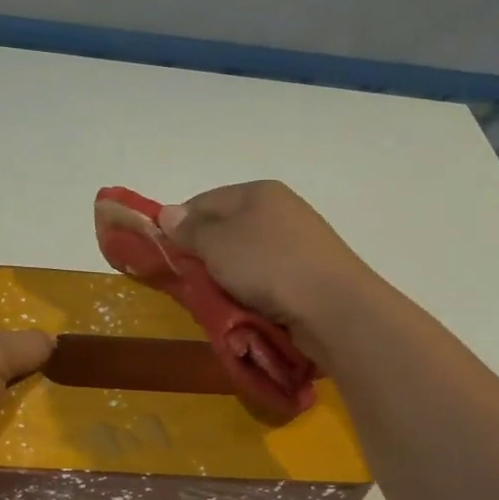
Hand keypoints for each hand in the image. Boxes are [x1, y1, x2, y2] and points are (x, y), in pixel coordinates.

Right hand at [161, 181, 381, 361]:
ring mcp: (296, 242)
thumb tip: (167, 213)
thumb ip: (189, 229)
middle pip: (224, 231)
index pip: (202, 202)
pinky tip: (244, 308)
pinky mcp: (307, 273)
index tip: (164, 255)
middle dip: (203, 257)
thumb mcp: (217, 244)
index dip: (178, 226)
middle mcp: (279, 210)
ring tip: (216, 300)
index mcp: (257, 192)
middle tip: (189, 282)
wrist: (334, 307)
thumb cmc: (268, 266)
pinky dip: (250, 292)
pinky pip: (265, 279)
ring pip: (244, 258)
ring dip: (226, 279)